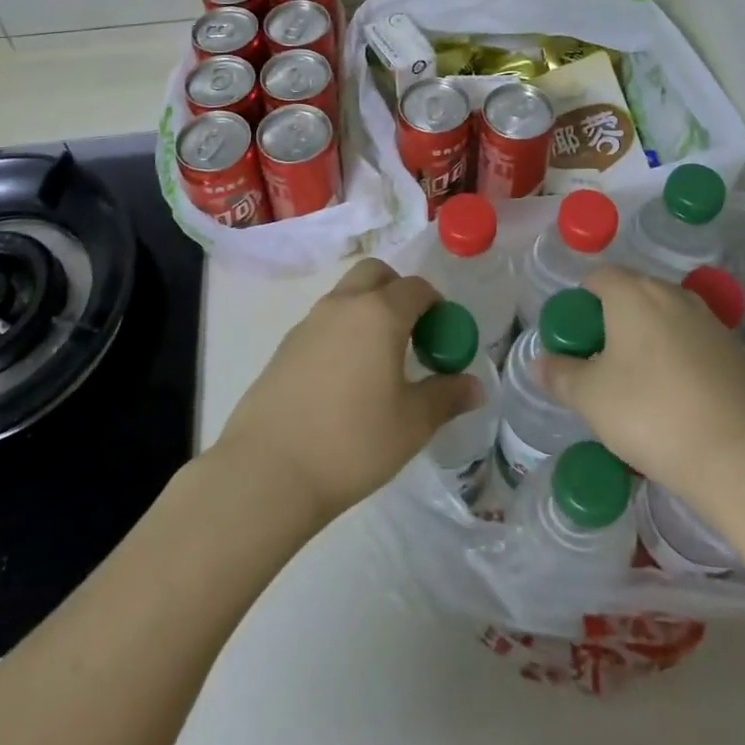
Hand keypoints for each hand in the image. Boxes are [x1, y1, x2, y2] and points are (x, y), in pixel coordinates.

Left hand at [213, 259, 481, 527]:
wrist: (268, 471)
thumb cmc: (353, 442)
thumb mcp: (412, 424)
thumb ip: (446, 397)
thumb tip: (476, 386)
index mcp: (379, 313)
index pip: (416, 288)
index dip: (437, 305)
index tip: (443, 336)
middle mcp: (343, 305)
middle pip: (375, 274)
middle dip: (398, 291)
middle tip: (411, 333)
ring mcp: (309, 322)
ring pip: (346, 295)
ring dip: (368, 310)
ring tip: (378, 360)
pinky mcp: (285, 346)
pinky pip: (324, 322)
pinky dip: (342, 332)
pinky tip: (344, 379)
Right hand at [541, 265, 744, 519]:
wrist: (744, 457)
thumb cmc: (650, 413)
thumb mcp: (589, 398)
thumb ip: (560, 374)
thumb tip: (541, 362)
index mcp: (633, 293)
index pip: (597, 277)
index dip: (579, 305)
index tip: (574, 342)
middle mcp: (673, 294)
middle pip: (632, 295)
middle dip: (612, 323)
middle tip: (600, 366)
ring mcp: (710, 322)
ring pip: (664, 321)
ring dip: (646, 343)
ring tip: (637, 388)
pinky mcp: (737, 353)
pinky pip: (692, 345)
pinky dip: (677, 362)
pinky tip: (675, 402)